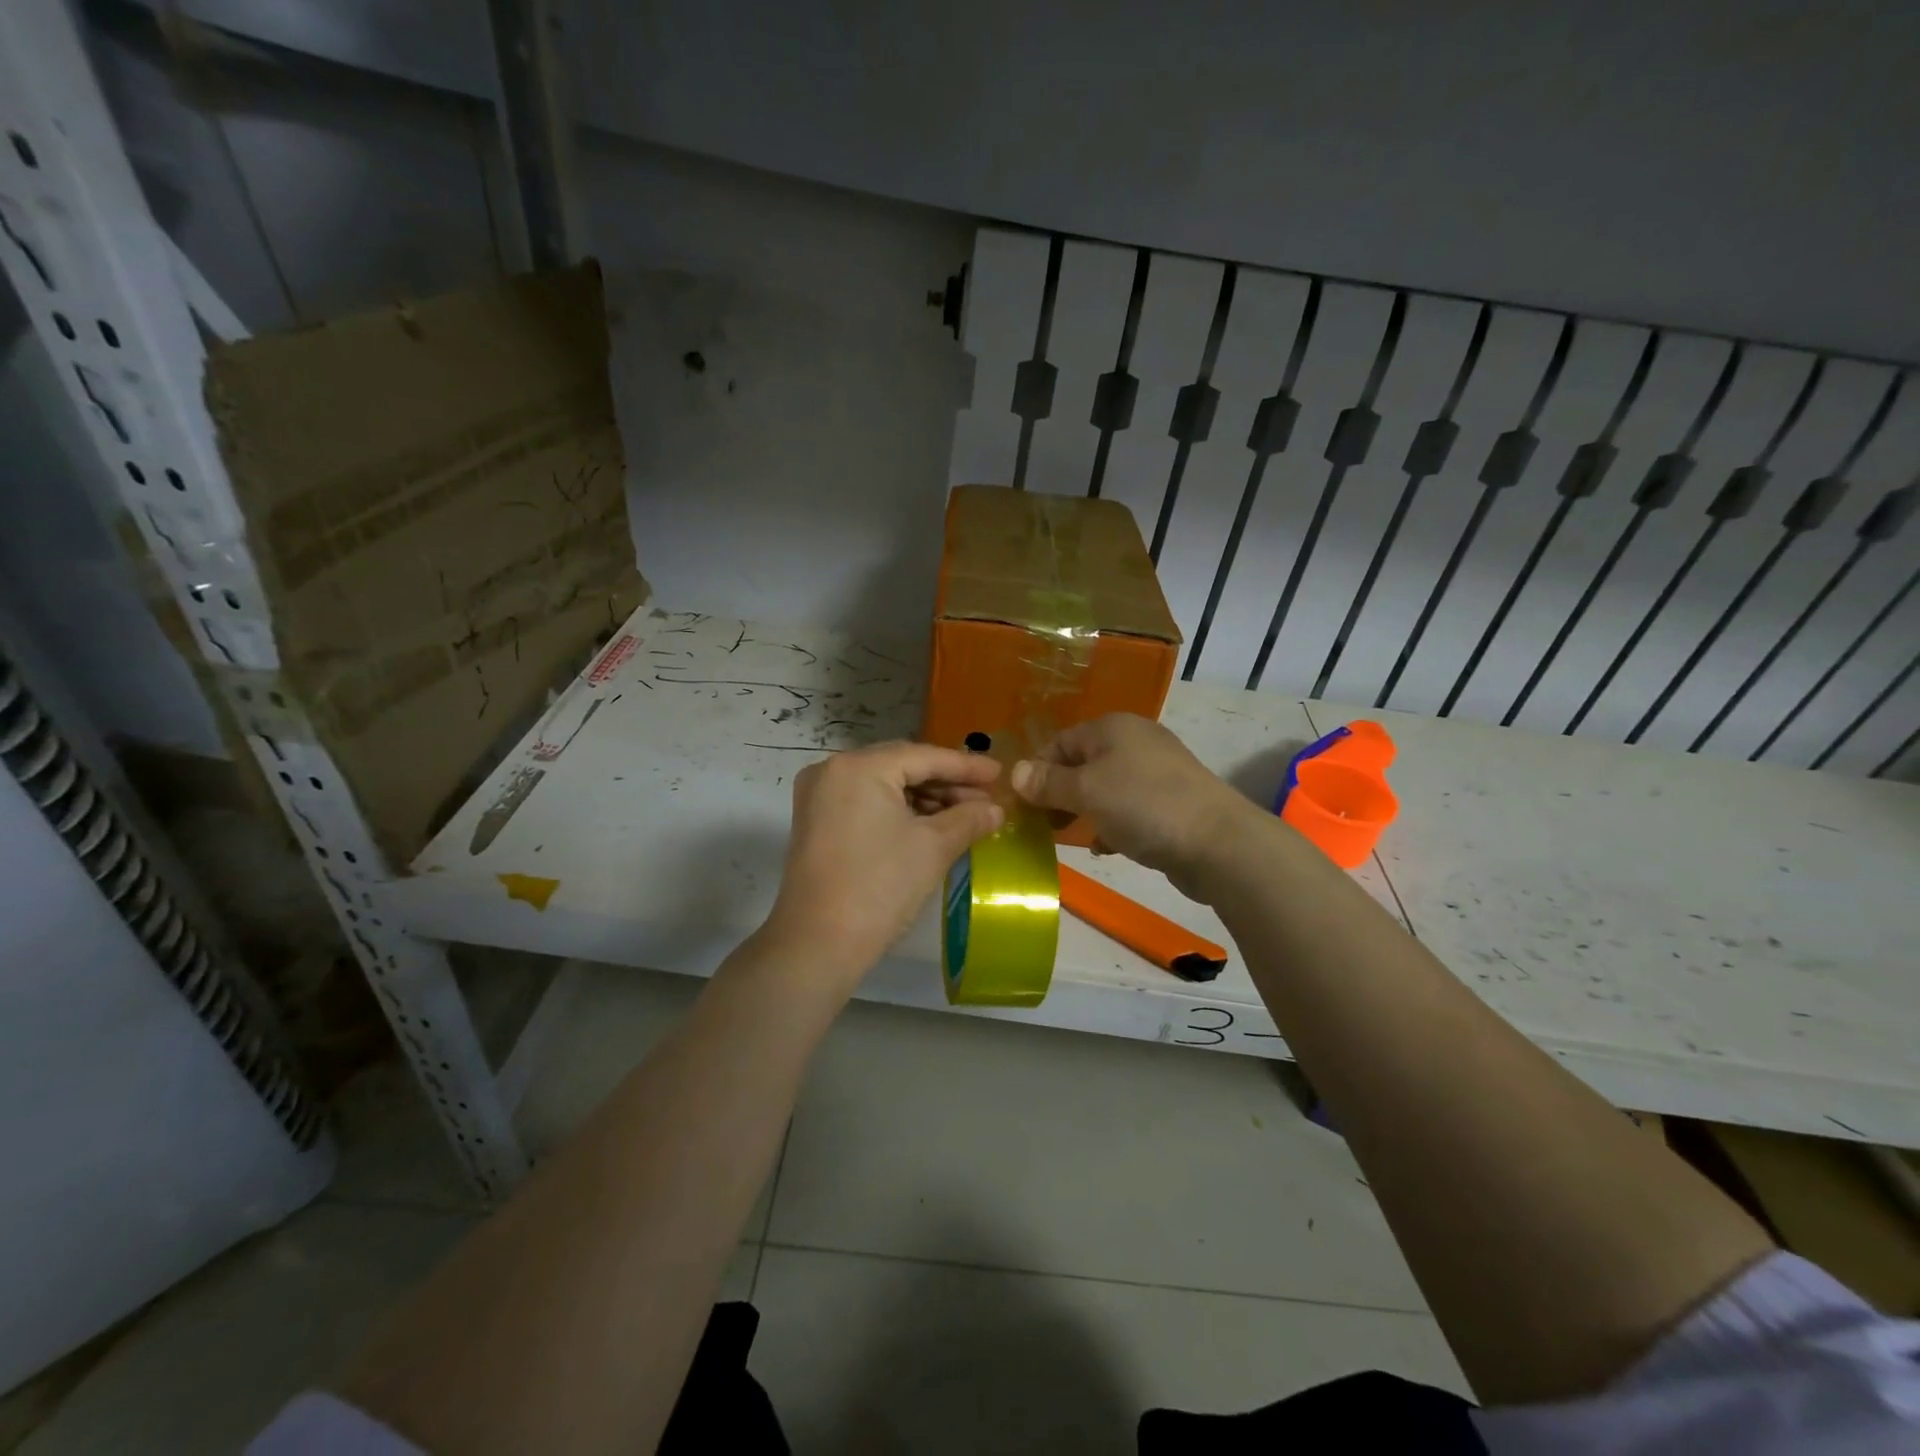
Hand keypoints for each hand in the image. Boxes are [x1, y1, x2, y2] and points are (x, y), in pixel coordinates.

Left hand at [759, 742, 1003, 993]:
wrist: (818, 944)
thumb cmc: (880, 888)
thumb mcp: (933, 848)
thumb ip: (968, 819)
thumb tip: (996, 809)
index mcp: (859, 767)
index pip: (923, 756)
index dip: (966, 766)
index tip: (999, 772)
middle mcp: (833, 770)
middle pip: (902, 766)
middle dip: (946, 782)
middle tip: (986, 797)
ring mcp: (819, 796)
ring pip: (884, 785)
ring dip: (925, 798)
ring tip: (965, 815)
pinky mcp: (817, 821)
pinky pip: (867, 802)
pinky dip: (899, 810)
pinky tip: (931, 824)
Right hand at [1011, 714, 1254, 897]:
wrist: (1218, 842)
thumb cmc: (1143, 806)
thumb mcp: (1086, 791)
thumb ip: (1047, 782)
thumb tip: (1014, 772)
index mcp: (1112, 727)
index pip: (1060, 742)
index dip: (1038, 771)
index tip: (1025, 805)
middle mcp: (1135, 741)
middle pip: (1083, 764)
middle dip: (1060, 794)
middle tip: (1045, 824)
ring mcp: (1157, 771)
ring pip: (1105, 788)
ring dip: (1085, 811)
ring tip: (1073, 837)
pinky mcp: (1172, 801)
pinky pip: (1129, 808)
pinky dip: (1113, 824)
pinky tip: (1107, 847)